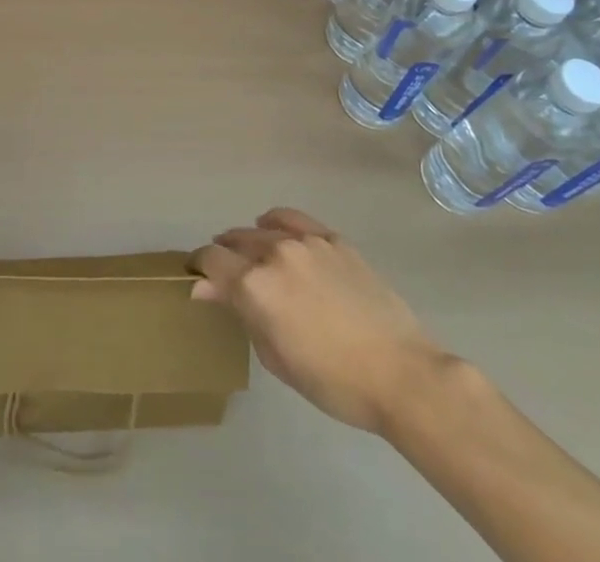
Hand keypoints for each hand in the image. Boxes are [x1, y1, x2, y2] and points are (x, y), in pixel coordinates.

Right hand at [194, 207, 452, 433]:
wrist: (401, 373)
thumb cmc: (333, 381)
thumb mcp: (275, 356)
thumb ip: (240, 313)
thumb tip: (204, 287)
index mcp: (255, 284)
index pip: (210, 260)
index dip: (199, 267)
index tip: (199, 279)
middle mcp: (274, 252)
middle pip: (233, 240)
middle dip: (224, 256)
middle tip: (228, 277)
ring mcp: (305, 241)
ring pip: (261, 229)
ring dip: (249, 242)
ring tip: (254, 258)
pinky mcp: (331, 238)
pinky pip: (292, 218)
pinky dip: (276, 222)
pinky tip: (275, 230)